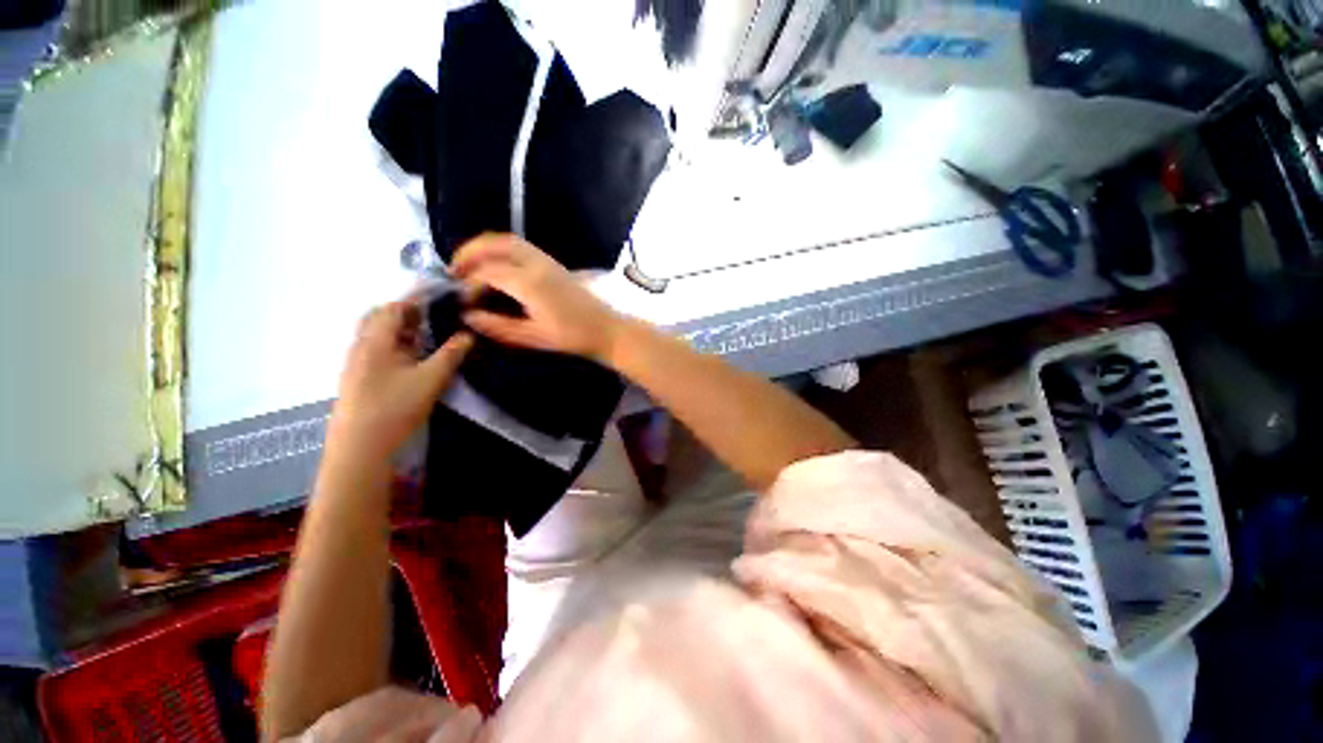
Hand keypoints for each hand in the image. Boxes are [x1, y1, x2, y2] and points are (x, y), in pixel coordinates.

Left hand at [329, 298, 473, 458]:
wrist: (361, 448)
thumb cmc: (395, 408)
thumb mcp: (431, 379)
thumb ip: (451, 354)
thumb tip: (468, 335)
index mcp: (375, 341)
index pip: (393, 307)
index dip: (416, 298)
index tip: (439, 294)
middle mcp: (361, 347)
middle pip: (379, 317)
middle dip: (405, 311)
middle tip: (432, 313)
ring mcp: (356, 364)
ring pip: (376, 335)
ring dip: (400, 328)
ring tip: (427, 333)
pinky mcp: (358, 379)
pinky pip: (376, 350)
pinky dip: (394, 344)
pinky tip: (412, 357)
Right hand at [451, 234, 619, 361]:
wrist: (606, 329)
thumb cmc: (572, 337)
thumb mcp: (533, 337)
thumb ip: (498, 326)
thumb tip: (468, 316)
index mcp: (530, 283)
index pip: (488, 271)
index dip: (468, 283)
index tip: (461, 301)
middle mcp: (536, 264)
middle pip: (495, 244)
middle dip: (469, 252)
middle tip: (453, 270)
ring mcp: (547, 260)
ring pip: (509, 241)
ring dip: (485, 247)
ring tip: (470, 266)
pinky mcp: (554, 264)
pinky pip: (522, 247)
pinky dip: (502, 250)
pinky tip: (497, 267)